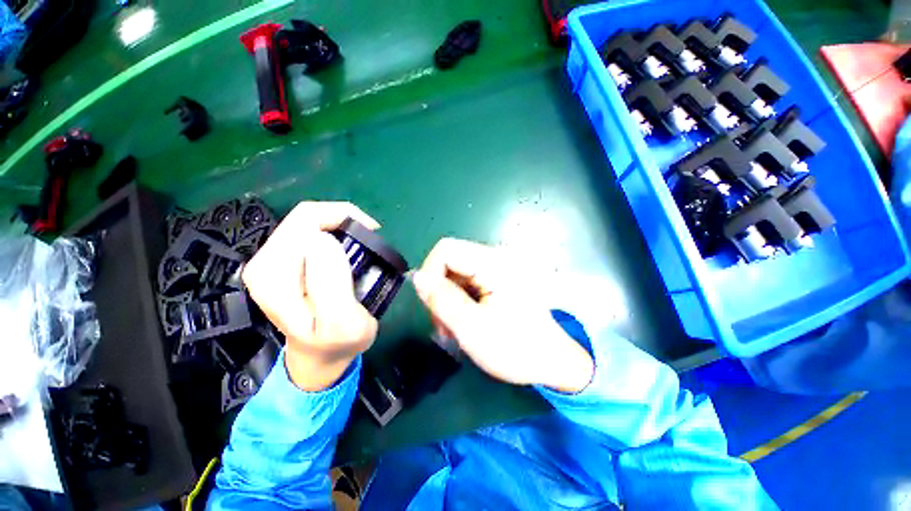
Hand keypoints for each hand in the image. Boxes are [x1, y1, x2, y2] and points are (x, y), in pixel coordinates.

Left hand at [242, 202, 379, 390]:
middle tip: (370, 240)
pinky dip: (335, 234)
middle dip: (342, 222)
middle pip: (305, 218)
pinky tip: (349, 249)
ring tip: (363, 245)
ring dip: (340, 228)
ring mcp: (271, 262)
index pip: (306, 221)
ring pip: (308, 224)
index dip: (342, 218)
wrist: (321, 356)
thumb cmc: (337, 344)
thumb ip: (331, 285)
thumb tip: (324, 240)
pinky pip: (310, 234)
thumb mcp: (342, 323)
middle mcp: (264, 263)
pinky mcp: (284, 264)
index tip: (371, 234)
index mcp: (274, 275)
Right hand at [412, 238, 593, 393]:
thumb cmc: (517, 348)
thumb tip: (417, 277)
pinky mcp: (500, 279)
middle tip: (443, 325)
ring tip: (454, 329)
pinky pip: (469, 282)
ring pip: (457, 274)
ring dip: (449, 299)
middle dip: (440, 291)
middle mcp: (497, 257)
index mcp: (494, 263)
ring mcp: (500, 268)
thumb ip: (441, 299)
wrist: (555, 361)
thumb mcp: (471, 327)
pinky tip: (465, 321)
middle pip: (451, 261)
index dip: (431, 273)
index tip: (431, 305)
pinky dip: (461, 300)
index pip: (446, 249)